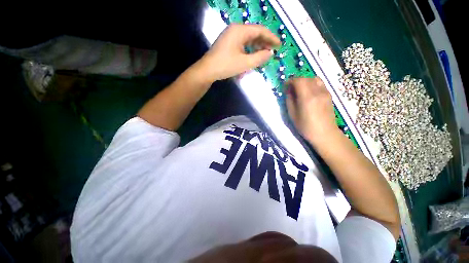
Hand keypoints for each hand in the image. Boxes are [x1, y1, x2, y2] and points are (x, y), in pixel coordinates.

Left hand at [199, 24, 280, 81]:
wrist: (207, 70)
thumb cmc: (226, 66)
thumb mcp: (245, 63)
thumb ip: (259, 58)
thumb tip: (270, 53)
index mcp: (240, 30)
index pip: (260, 30)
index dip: (271, 38)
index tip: (279, 45)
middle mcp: (235, 29)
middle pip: (254, 33)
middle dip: (265, 41)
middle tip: (273, 50)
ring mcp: (230, 36)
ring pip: (248, 38)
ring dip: (257, 45)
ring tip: (265, 54)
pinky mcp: (228, 43)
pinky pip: (242, 43)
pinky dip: (249, 48)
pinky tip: (253, 54)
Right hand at [286, 78, 337, 142]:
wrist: (325, 133)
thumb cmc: (306, 126)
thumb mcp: (292, 115)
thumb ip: (290, 100)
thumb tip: (289, 91)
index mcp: (307, 98)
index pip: (298, 81)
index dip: (290, 81)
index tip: (285, 86)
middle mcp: (317, 92)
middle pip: (306, 78)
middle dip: (296, 81)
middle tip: (291, 89)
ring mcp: (325, 92)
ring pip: (314, 79)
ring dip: (305, 81)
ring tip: (300, 89)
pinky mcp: (329, 95)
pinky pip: (320, 83)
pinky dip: (312, 83)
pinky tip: (309, 92)